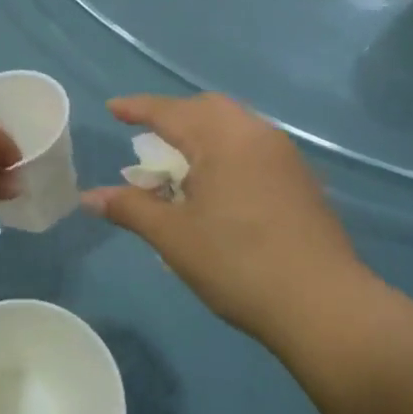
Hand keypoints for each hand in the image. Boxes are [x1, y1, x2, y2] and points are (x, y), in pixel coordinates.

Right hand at [81, 93, 380, 346]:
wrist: (324, 304)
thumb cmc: (238, 263)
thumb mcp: (174, 237)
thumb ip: (130, 208)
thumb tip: (88, 197)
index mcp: (223, 138)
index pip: (171, 112)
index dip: (138, 109)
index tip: (112, 109)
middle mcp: (257, 134)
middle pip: (208, 109)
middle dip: (174, 117)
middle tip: (147, 138)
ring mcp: (285, 155)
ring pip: (235, 126)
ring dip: (202, 135)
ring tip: (180, 166)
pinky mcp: (302, 179)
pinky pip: (254, 147)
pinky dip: (226, 152)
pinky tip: (218, 187)